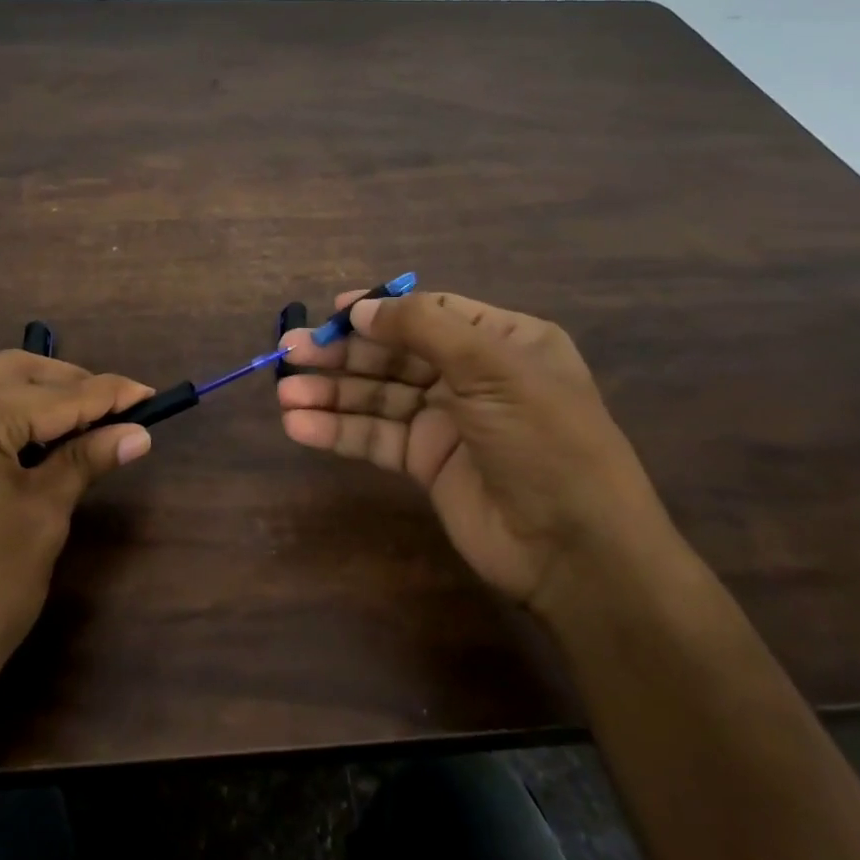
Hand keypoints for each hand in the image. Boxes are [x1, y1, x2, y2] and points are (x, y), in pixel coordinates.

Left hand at [0, 354, 153, 859]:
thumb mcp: (44, 515)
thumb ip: (86, 459)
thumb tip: (138, 433)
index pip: (55, 394)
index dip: (108, 395)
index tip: (151, 395)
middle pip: (15, 372)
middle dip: (69, 385)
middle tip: (116, 410)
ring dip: (35, 396)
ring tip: (81, 424)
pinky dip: (0, 414)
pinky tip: (31, 438)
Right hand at [278, 290, 671, 619]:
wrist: (575, 550)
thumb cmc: (542, 439)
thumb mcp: (492, 367)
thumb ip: (423, 328)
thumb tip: (360, 309)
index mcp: (501, 340)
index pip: (429, 311)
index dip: (379, 309)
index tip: (331, 311)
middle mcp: (472, 375)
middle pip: (394, 353)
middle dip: (343, 352)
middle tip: (290, 352)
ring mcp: (447, 420)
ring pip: (378, 396)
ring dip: (332, 392)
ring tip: (284, 392)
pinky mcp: (427, 463)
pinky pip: (376, 438)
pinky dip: (339, 431)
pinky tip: (300, 426)